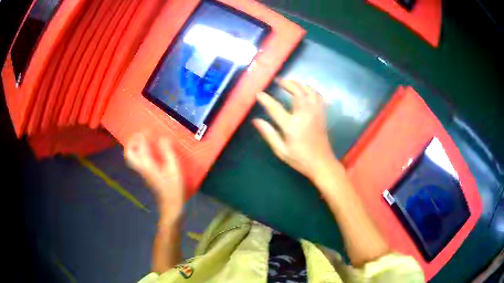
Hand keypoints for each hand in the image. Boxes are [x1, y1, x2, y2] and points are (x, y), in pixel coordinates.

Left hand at [125, 133, 183, 220]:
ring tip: (143, 140)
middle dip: (132, 141)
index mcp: (147, 164)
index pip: (140, 146)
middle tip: (141, 135)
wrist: (171, 203)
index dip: (143, 135)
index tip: (149, 129)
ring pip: (131, 157)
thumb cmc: (174, 186)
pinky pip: (136, 160)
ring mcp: (142, 171)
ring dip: (134, 146)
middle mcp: (141, 167)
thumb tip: (162, 138)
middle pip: (129, 152)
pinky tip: (147, 150)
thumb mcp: (174, 167)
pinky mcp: (145, 174)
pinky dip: (138, 152)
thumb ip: (167, 151)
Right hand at [253, 80, 338, 180]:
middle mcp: (305, 115)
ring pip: (310, 91)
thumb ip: (269, 134)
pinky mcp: (322, 114)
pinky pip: (319, 96)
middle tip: (278, 80)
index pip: (275, 108)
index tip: (259, 93)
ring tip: (291, 83)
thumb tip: (255, 120)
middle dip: (287, 83)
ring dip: (300, 84)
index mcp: (292, 125)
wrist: (322, 164)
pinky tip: (307, 90)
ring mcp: (316, 113)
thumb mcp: (281, 150)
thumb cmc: (300, 159)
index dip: (266, 99)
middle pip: (297, 92)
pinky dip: (312, 90)